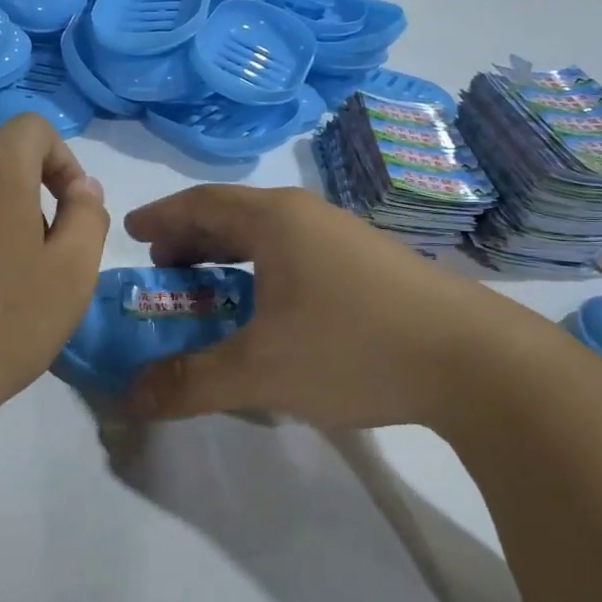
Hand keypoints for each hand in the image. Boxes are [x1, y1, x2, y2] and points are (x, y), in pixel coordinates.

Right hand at [123, 185, 562, 428]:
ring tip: (207, 288)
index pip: (199, 204)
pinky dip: (263, 271)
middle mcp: (307, 215)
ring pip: (268, 236)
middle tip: (163, 268)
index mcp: (275, 220)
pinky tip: (268, 309)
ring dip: (229, 257)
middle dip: (191, 239)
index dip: (160, 217)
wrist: (474, 360)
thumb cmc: (355, 347)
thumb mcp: (261, 371)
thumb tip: (127, 397)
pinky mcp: (369, 264)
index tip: (130, 232)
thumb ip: (189, 382)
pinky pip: (295, 254)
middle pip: (233, 215)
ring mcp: (343, 237)